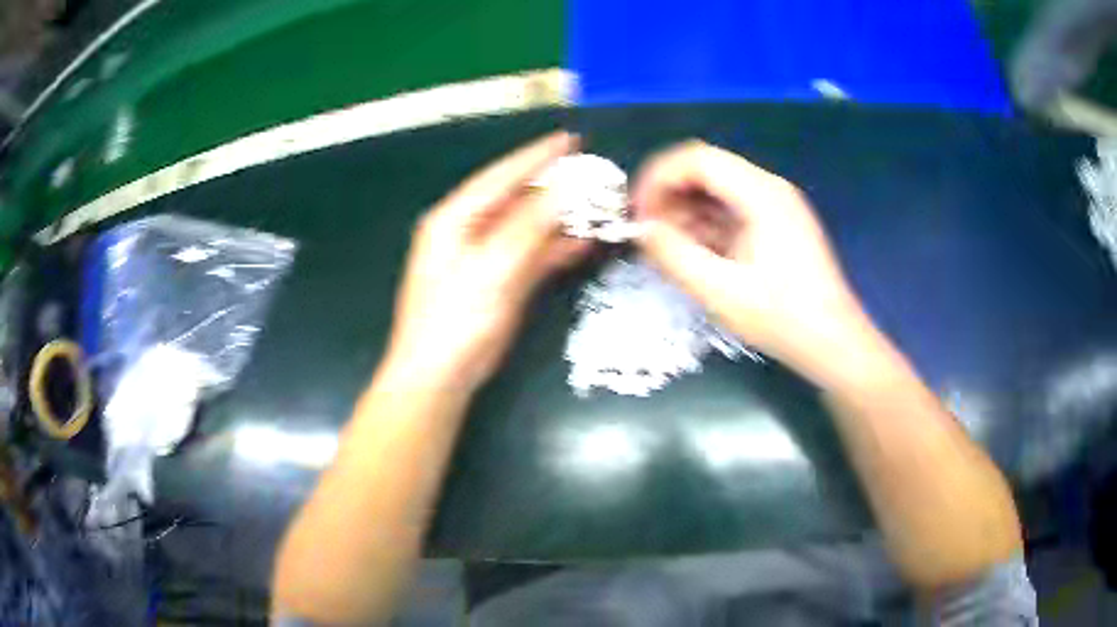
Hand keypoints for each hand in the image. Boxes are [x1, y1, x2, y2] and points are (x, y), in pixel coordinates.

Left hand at [382, 132, 590, 391]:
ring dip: (560, 218)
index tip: (570, 139)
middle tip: (594, 173)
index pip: (501, 176)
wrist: (440, 376)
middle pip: (518, 199)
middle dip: (556, 187)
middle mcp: (469, 231)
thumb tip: (566, 185)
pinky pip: (531, 255)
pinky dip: (556, 248)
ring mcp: (485, 257)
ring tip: (597, 205)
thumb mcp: (493, 266)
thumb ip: (530, 224)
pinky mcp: (499, 281)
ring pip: (528, 227)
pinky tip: (583, 241)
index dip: (537, 156)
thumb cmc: (456, 319)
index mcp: (455, 218)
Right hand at [632, 140, 870, 377]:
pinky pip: (731, 211)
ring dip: (686, 213)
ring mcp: (775, 206)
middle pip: (705, 171)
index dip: (658, 178)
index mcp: (761, 194)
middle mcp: (769, 189)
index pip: (696, 159)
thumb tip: (642, 229)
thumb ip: (674, 256)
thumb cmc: (783, 319)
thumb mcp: (721, 292)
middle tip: (648, 234)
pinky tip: (694, 254)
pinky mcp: (776, 225)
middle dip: (669, 196)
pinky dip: (706, 226)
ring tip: (667, 249)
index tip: (636, 212)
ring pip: (716, 191)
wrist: (833, 343)